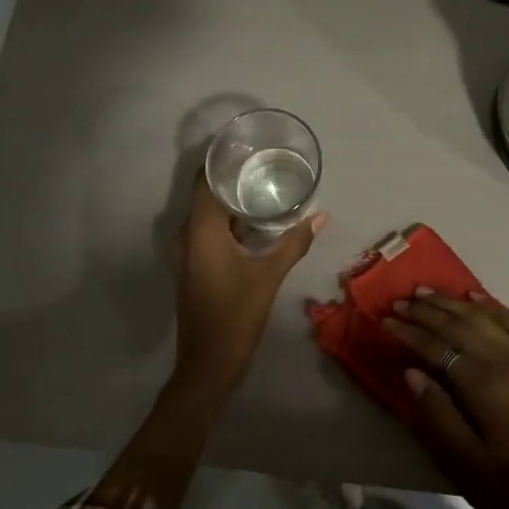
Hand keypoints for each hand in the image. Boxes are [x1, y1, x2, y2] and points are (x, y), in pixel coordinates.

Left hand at [172, 175, 323, 396]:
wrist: (209, 364)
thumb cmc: (236, 314)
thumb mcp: (269, 276)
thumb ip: (294, 242)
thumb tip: (321, 216)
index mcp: (201, 231)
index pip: (205, 181)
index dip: (221, 159)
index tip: (245, 144)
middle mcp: (187, 236)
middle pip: (205, 195)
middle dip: (231, 178)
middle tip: (262, 161)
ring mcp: (187, 253)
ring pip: (207, 215)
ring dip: (230, 201)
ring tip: (261, 184)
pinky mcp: (194, 267)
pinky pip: (208, 232)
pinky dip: (228, 221)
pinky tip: (253, 220)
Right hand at [383, 289, 508, 508]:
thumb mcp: (470, 458)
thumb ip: (438, 414)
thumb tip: (411, 374)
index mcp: (482, 383)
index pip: (437, 347)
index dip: (409, 333)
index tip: (385, 321)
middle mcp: (501, 358)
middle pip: (457, 325)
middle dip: (425, 311)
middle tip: (399, 301)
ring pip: (482, 316)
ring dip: (452, 301)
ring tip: (426, 291)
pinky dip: (491, 304)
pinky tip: (474, 295)